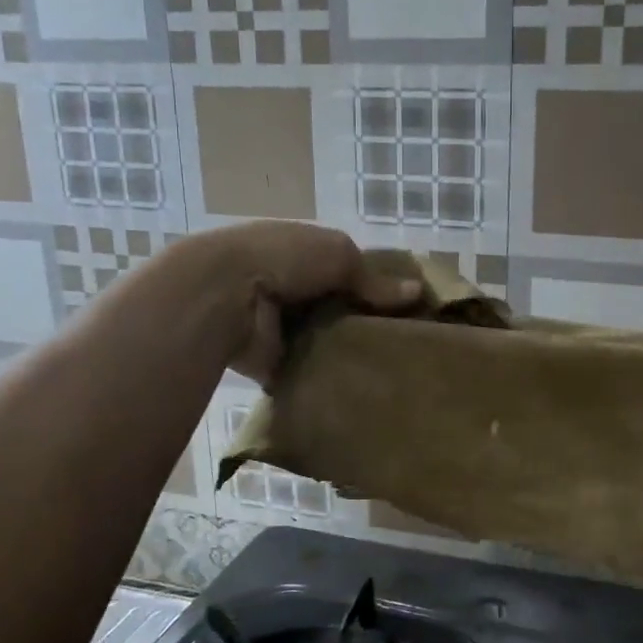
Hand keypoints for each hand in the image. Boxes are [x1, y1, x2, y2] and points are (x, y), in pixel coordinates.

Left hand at [184, 222, 418, 381]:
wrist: (226, 295)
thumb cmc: (284, 259)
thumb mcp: (338, 255)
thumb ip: (374, 278)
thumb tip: (417, 292)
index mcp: (304, 254)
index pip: (347, 271)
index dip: (375, 286)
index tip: (408, 308)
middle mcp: (293, 289)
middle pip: (338, 308)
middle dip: (365, 323)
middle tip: (407, 344)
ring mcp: (282, 327)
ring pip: (326, 341)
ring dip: (348, 352)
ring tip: (393, 370)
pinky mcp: (275, 362)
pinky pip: (309, 371)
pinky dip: (328, 378)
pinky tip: (363, 388)